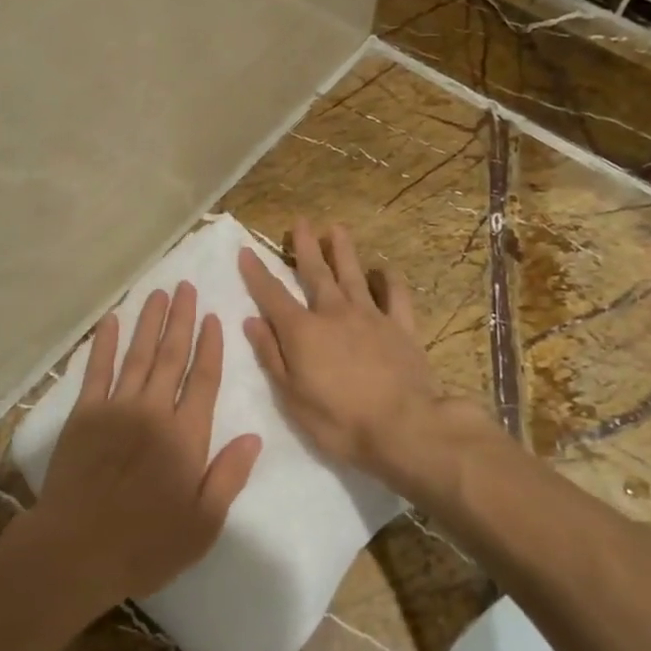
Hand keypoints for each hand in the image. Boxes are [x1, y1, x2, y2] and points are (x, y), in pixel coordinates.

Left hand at [25, 283, 262, 612]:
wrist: (78, 549)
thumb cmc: (146, 544)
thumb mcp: (203, 524)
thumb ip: (229, 476)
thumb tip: (253, 437)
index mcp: (186, 436)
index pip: (204, 379)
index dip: (210, 346)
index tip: (213, 317)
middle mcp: (154, 411)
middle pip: (172, 355)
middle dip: (181, 319)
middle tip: (186, 287)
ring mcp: (117, 407)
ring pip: (138, 354)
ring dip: (149, 322)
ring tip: (159, 293)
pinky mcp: (84, 413)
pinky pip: (96, 369)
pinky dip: (103, 343)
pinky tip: (110, 320)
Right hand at [239, 219, 454, 487]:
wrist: (404, 428)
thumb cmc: (339, 421)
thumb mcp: (291, 396)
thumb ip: (271, 355)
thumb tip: (252, 321)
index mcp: (303, 331)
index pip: (272, 295)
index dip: (257, 273)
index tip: (246, 251)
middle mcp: (334, 313)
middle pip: (316, 273)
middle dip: (305, 247)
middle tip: (300, 222)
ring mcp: (371, 316)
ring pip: (353, 275)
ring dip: (343, 251)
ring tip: (336, 228)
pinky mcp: (402, 327)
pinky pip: (395, 295)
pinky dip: (389, 280)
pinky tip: (384, 270)